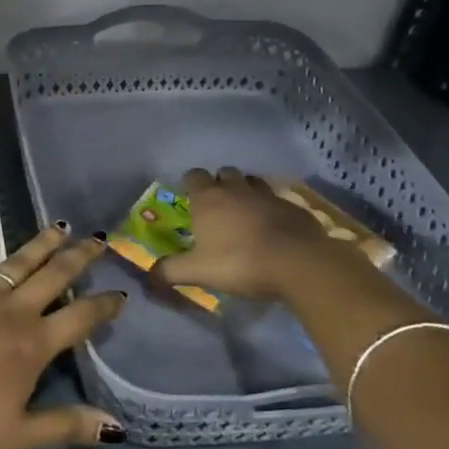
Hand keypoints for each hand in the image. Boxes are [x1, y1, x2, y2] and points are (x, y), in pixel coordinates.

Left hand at [0, 227, 127, 448]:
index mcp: (33, 345)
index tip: (120, 293)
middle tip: (98, 238)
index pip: (80, 317)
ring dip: (41, 244)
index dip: (103, 305)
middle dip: (79, 257)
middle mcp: (11, 311)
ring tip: (60, 226)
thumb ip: (66, 425)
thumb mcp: (16, 436)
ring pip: (18, 262)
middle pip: (53, 276)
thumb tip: (117, 426)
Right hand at [153, 166, 364, 300]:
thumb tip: (150, 274)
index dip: (190, 184)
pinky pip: (276, 199)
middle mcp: (236, 188)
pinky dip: (271, 208)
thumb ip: (170, 271)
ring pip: (252, 182)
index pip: (193, 175)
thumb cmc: (240, 262)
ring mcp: (267, 194)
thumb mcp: (198, 272)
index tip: (190, 200)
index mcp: (208, 198)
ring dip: (246, 192)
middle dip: (219, 185)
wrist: (298, 263)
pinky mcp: (293, 206)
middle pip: (224, 173)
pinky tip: (273, 227)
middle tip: (218, 208)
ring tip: (245, 213)